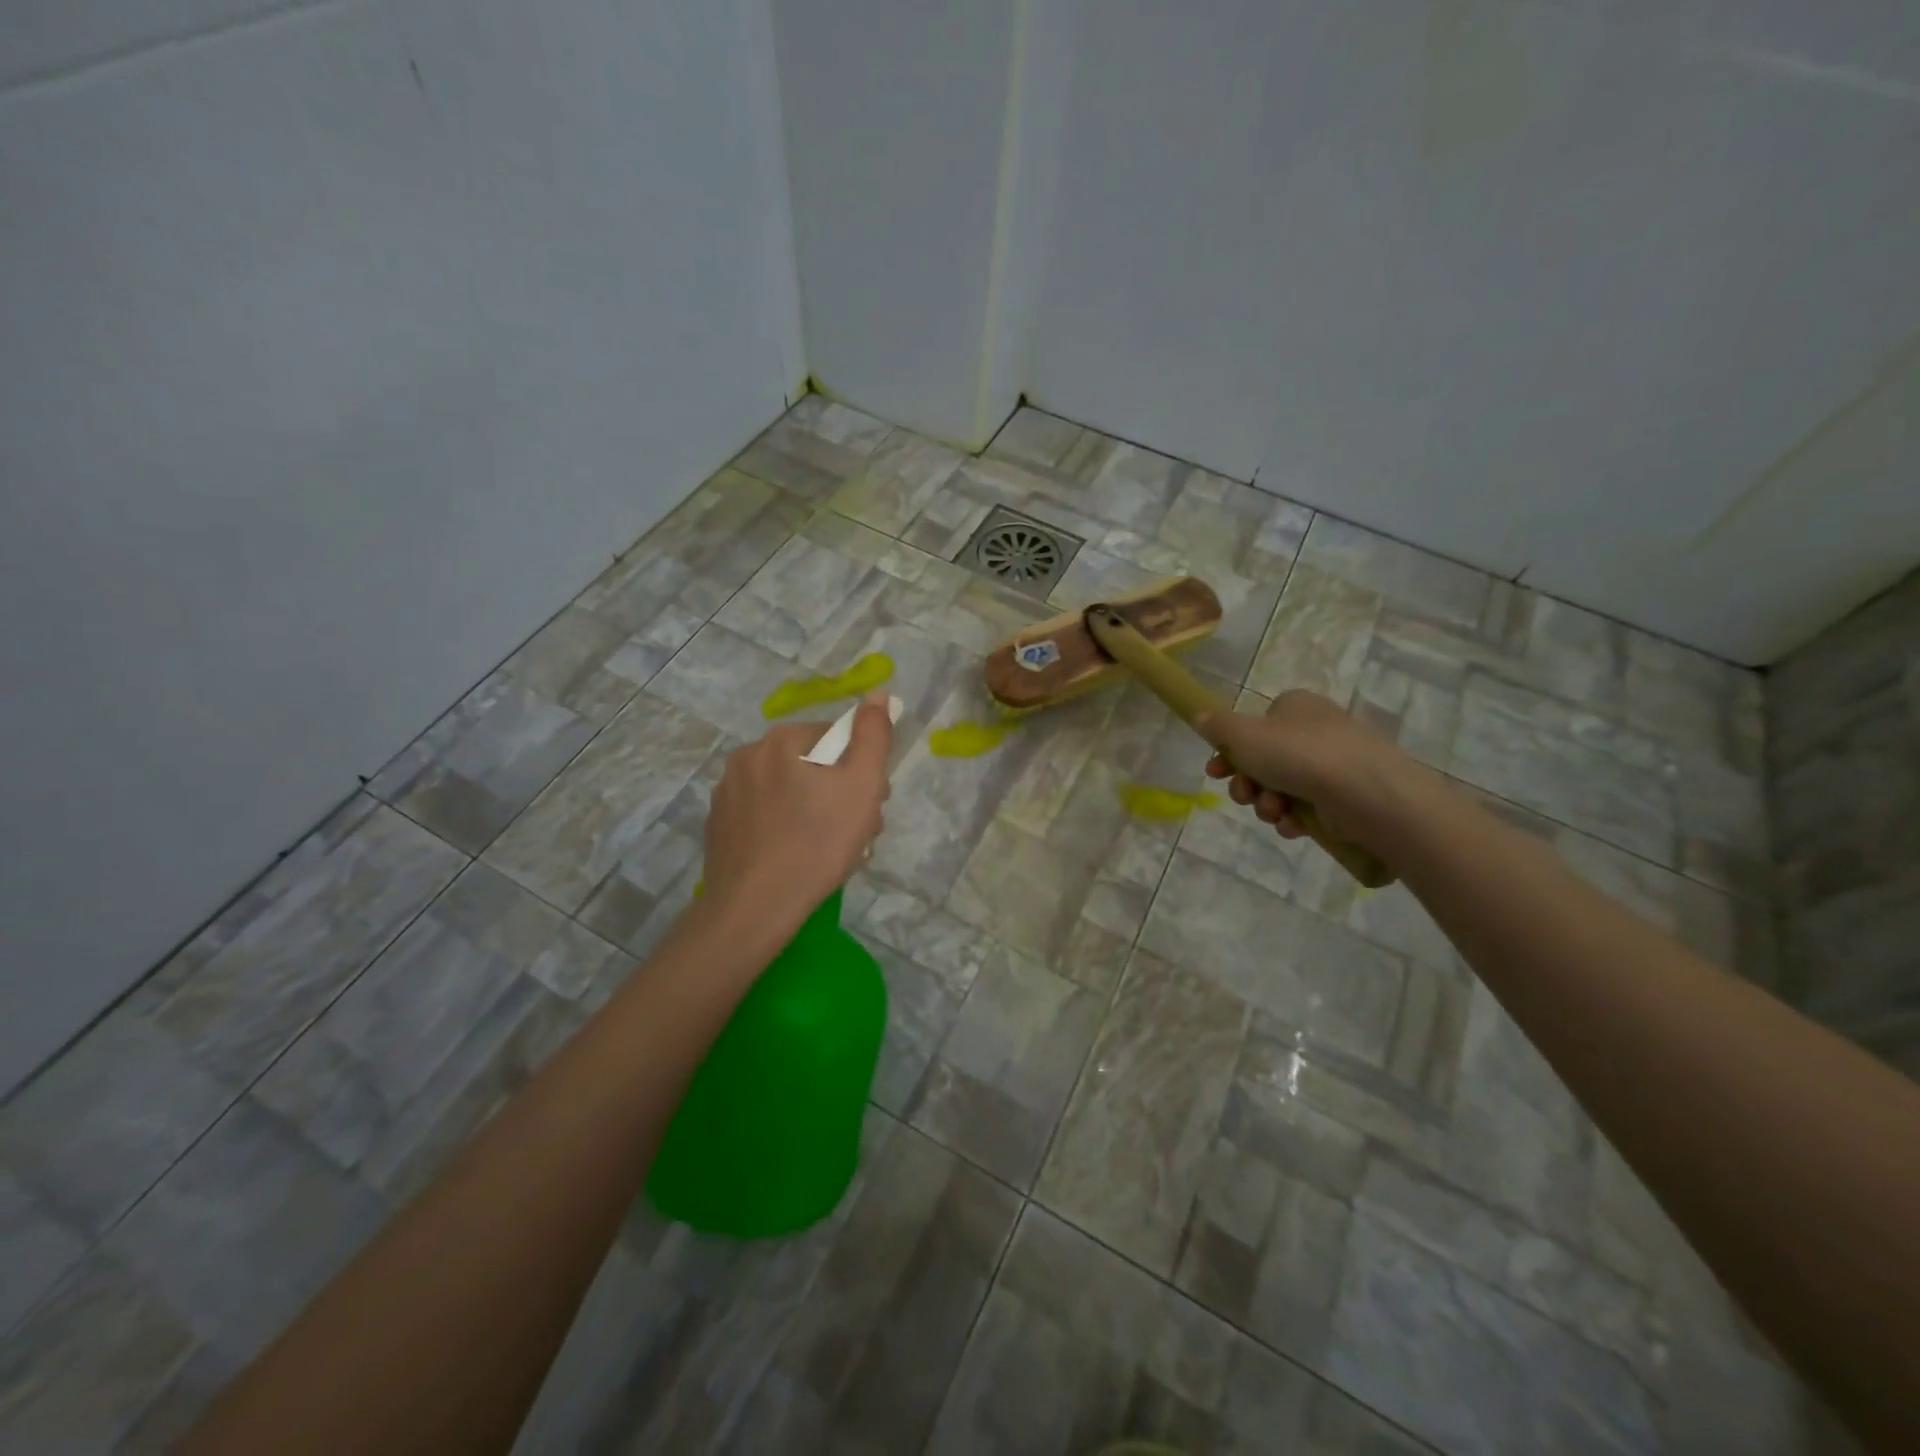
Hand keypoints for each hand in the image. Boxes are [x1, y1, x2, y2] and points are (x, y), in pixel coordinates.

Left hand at [702, 690, 893, 923]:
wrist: (754, 908)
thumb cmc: (817, 843)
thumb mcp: (862, 786)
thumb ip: (873, 736)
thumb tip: (877, 693)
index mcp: (780, 740)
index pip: (837, 738)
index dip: (861, 770)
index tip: (869, 805)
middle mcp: (747, 756)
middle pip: (812, 764)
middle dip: (838, 792)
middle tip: (854, 832)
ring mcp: (727, 792)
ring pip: (788, 791)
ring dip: (814, 810)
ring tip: (828, 851)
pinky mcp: (718, 826)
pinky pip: (764, 815)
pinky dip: (784, 828)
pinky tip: (795, 858)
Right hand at [1199, 690, 1411, 846]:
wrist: (1366, 792)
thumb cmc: (1298, 754)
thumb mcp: (1243, 734)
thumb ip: (1217, 726)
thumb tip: (1201, 718)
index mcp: (1294, 707)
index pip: (1254, 727)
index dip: (1229, 752)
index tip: (1215, 773)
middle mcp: (1315, 730)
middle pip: (1264, 760)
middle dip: (1247, 783)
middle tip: (1243, 796)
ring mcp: (1334, 764)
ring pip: (1282, 787)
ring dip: (1267, 803)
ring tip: (1274, 811)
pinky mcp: (1346, 796)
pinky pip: (1307, 807)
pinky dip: (1293, 817)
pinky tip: (1294, 825)